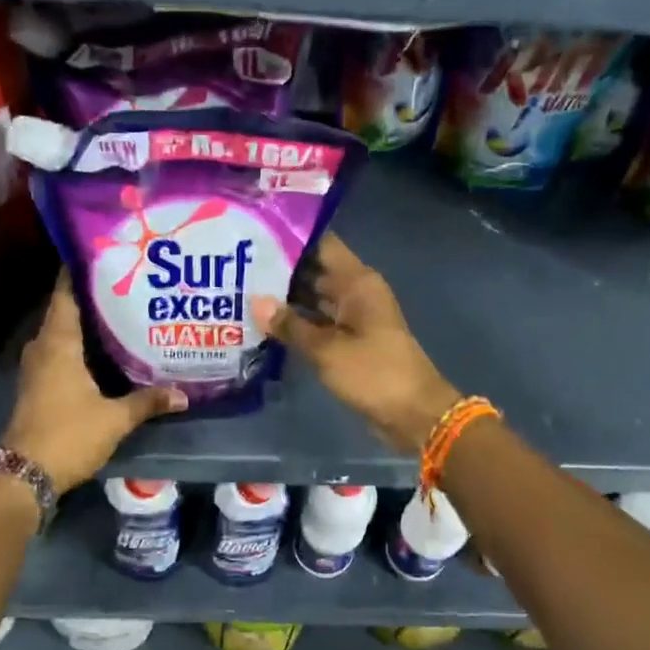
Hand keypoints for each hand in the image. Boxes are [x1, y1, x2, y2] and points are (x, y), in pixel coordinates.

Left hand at [2, 275, 185, 493]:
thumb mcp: (115, 418)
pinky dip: (79, 345)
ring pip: (62, 333)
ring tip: (120, 312)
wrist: (26, 474)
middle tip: (125, 283)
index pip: (65, 294)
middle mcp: (43, 348)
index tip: (102, 254)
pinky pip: (59, 352)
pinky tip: (103, 350)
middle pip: (65, 311)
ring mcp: (37, 367)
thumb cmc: (69, 435)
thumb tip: (184, 395)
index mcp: (58, 344)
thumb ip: (148, 402)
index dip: (79, 272)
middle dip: (92, 297)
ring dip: (85, 323)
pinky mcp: (38, 385)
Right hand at [251, 235, 460, 453]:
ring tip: (242, 290)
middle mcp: (356, 293)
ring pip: (314, 299)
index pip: (322, 245)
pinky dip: (297, 323)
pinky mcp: (349, 342)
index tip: (255, 234)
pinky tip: (265, 323)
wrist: (414, 415)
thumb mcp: (327, 350)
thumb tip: (256, 302)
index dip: (291, 237)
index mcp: (357, 282)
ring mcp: (353, 318)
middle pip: (314, 271)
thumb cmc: (374, 373)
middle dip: (280, 269)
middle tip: (236, 265)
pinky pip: (318, 323)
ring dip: (285, 298)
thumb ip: (291, 325)